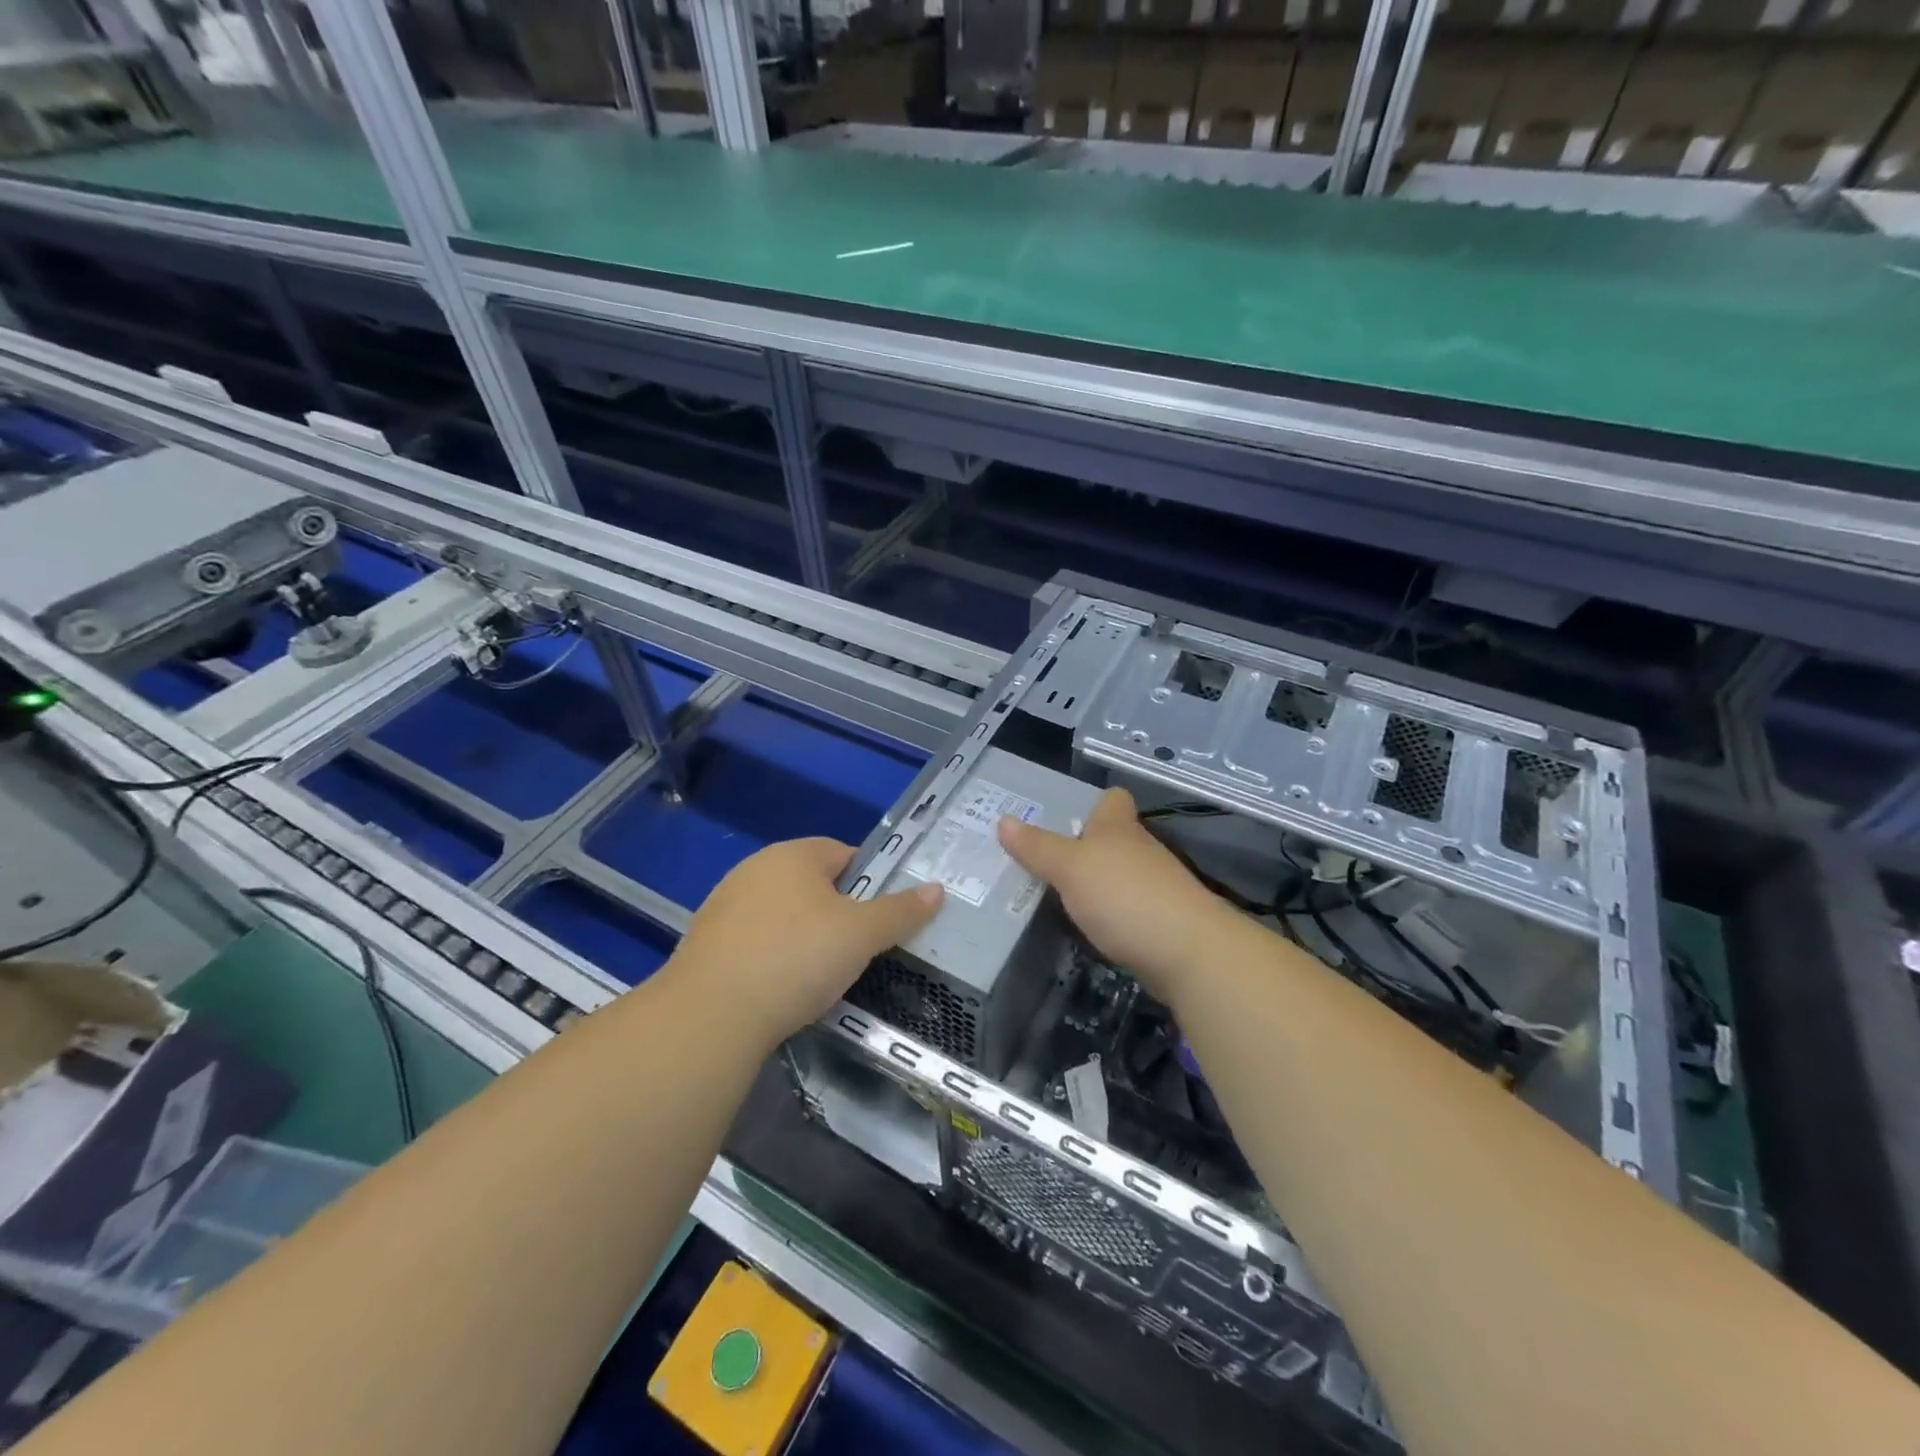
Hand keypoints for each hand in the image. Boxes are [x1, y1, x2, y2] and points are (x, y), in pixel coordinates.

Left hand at [669, 837, 942, 1046]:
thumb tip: (937, 889)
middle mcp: (755, 869)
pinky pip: (756, 942)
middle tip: (858, 949)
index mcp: (793, 855)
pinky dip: (774, 958)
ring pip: (783, 914)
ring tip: (822, 975)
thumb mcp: (861, 935)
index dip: (870, 880)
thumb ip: (900, 911)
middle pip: (812, 883)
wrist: (710, 1015)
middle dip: (838, 912)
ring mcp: (725, 905)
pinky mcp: (705, 943)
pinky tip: (782, 990)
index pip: (844, 853)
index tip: (883, 917)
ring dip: (804, 936)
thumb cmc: (796, 958)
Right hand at [998, 787, 1229, 999]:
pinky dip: (1107, 914)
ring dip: (1094, 883)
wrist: (1187, 952)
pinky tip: (1085, 928)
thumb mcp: (1070, 868)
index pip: (1112, 800)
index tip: (1063, 815)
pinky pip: (1125, 909)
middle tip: (1039, 860)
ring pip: (1118, 875)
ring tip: (1053, 895)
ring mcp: (1154, 887)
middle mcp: (1139, 850)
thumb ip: (1037, 847)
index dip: (1092, 803)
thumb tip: (1003, 820)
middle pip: (1112, 839)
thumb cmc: (1123, 896)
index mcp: (1118, 828)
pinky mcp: (1160, 922)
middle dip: (1082, 847)